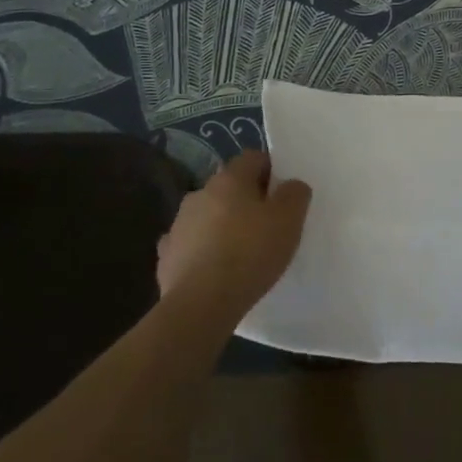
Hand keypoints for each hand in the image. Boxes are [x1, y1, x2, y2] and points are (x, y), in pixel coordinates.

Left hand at [155, 150, 310, 323]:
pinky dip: (203, 251)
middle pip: (229, 187)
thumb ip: (295, 194)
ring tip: (241, 252)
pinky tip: (215, 270)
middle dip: (247, 200)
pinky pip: (191, 244)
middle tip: (267, 225)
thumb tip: (290, 185)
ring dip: (223, 225)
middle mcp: (200, 193)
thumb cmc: (251, 253)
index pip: (253, 158)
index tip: (284, 196)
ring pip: (208, 215)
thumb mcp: (290, 220)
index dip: (271, 172)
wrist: (201, 304)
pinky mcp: (167, 255)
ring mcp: (178, 225)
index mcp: (230, 179)